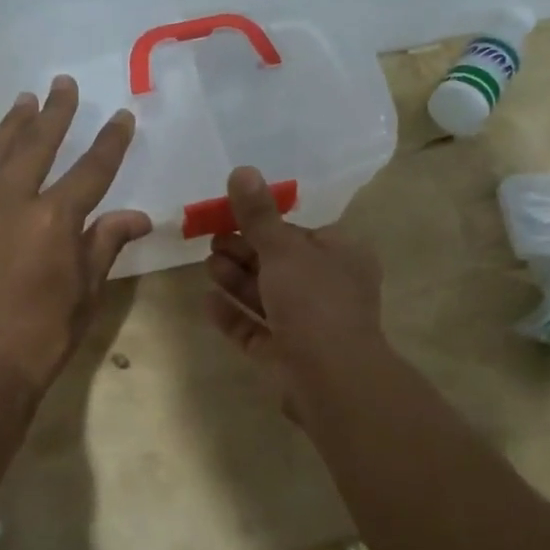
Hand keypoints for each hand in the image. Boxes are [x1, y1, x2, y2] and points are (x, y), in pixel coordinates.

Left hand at [0, 76, 151, 414]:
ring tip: (27, 99)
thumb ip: (107, 243)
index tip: (121, 116)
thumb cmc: (44, 335)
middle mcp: (15, 203)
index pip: (91, 170)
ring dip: (16, 124)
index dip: (109, 142)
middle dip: (54, 113)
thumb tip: (138, 216)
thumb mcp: (87, 291)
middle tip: (63, 84)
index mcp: (54, 220)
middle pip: (37, 145)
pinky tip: (1, 145)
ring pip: (0, 153)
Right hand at [204, 166, 383, 416]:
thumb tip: (242, 170)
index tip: (231, 215)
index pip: (300, 233)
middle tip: (212, 240)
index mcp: (341, 256)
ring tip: (207, 265)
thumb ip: (258, 214)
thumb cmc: (314, 302)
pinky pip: (257, 330)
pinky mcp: (289, 356)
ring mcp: (310, 326)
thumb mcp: (283, 250)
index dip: (265, 224)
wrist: (332, 380)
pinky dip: (235, 315)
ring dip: (237, 280)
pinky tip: (207, 302)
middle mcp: (329, 289)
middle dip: (245, 251)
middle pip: (280, 264)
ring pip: (268, 297)